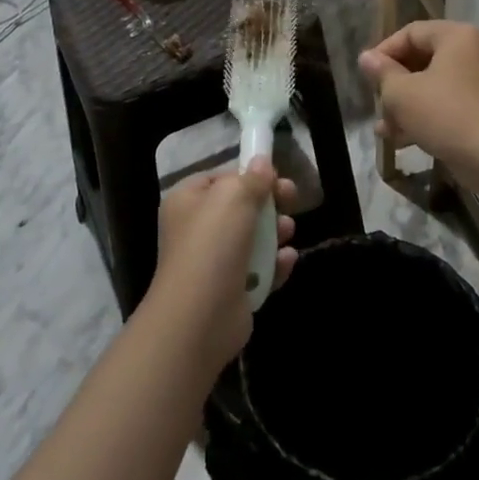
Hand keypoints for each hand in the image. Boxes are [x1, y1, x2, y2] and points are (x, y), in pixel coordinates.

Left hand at [149, 161, 298, 371]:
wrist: (199, 318)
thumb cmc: (212, 245)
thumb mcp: (233, 197)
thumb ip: (252, 178)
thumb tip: (262, 161)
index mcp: (187, 200)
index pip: (222, 177)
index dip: (249, 174)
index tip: (276, 176)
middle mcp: (197, 229)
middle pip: (241, 207)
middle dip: (269, 203)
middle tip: (291, 199)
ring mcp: (214, 262)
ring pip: (253, 238)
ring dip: (275, 233)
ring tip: (288, 232)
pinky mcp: (231, 291)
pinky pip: (259, 270)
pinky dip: (274, 265)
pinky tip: (287, 260)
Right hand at [358, 21, 478, 169]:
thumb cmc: (444, 114)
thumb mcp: (402, 93)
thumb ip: (382, 72)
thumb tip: (366, 58)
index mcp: (455, 36)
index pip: (411, 33)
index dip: (384, 52)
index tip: (366, 76)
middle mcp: (470, 52)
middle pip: (420, 59)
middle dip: (393, 84)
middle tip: (376, 103)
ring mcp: (476, 82)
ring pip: (430, 85)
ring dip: (404, 105)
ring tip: (383, 128)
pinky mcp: (478, 109)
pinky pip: (443, 104)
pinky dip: (422, 116)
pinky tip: (400, 140)